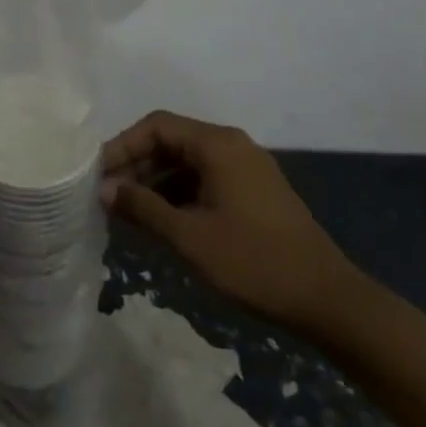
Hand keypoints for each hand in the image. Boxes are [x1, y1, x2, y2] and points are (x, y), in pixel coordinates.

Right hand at [102, 110, 357, 332]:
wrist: (327, 300)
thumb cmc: (253, 262)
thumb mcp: (189, 236)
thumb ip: (143, 207)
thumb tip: (105, 189)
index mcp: (218, 145)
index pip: (156, 126)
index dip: (122, 146)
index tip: (98, 175)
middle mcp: (232, 146)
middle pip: (171, 141)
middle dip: (136, 165)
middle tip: (108, 196)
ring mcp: (246, 169)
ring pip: (186, 162)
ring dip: (154, 182)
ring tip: (127, 212)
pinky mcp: (253, 193)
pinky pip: (204, 180)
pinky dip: (177, 194)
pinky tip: (160, 221)